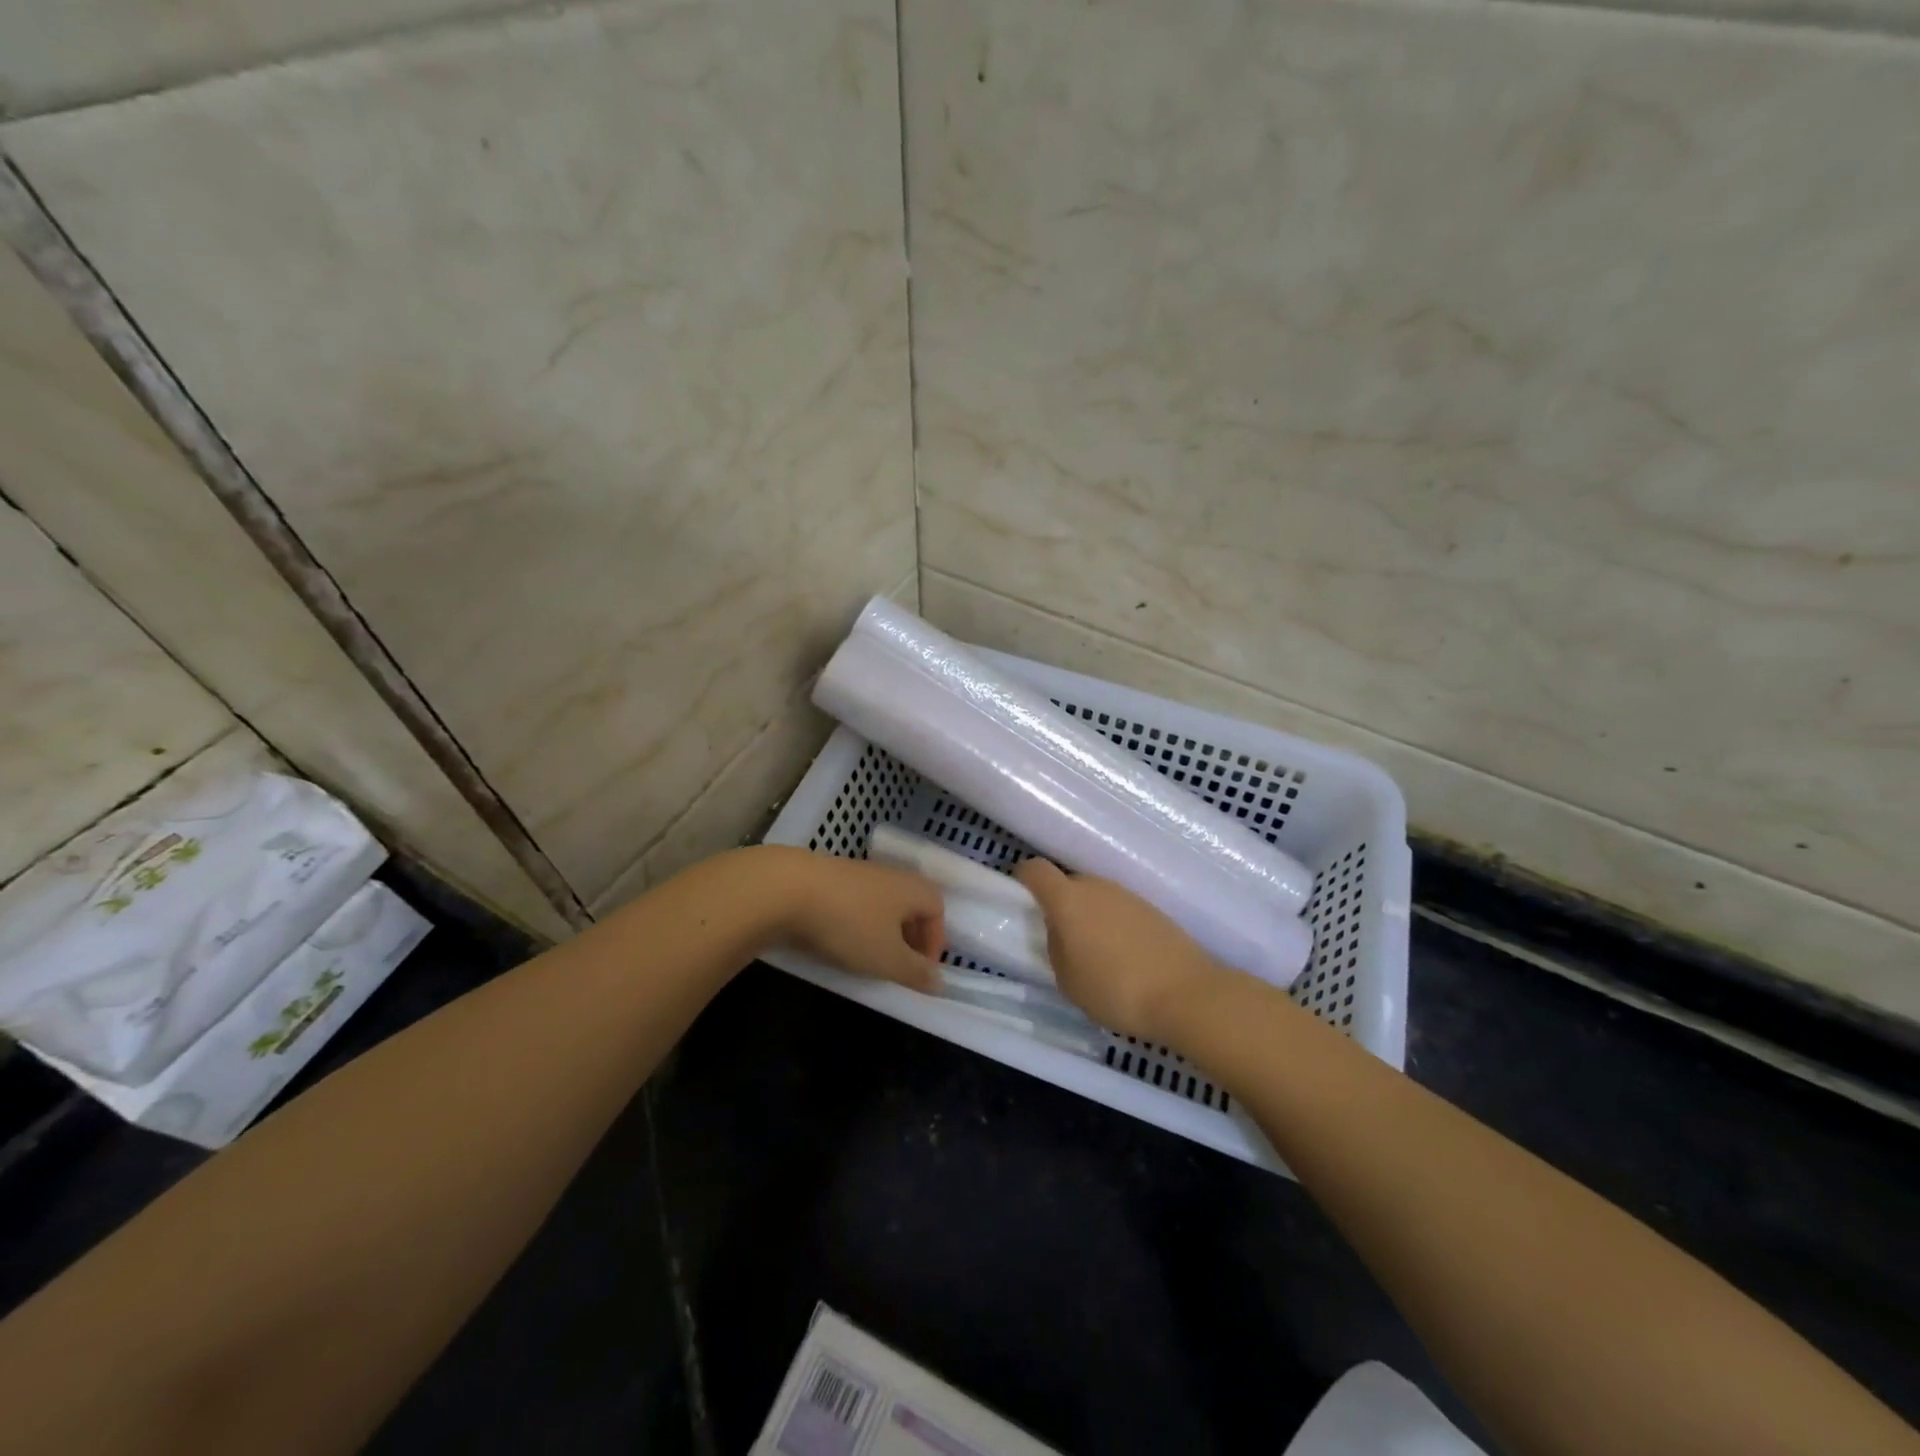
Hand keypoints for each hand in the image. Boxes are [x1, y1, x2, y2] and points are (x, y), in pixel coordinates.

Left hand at [763, 848, 944, 991]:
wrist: (788, 889)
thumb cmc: (850, 924)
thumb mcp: (888, 958)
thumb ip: (916, 973)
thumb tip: (940, 983)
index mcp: (913, 888)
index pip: (938, 910)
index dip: (935, 941)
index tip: (920, 970)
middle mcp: (891, 874)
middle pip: (910, 905)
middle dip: (909, 937)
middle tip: (897, 966)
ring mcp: (859, 872)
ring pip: (881, 903)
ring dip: (881, 930)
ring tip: (866, 956)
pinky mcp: (830, 877)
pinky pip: (855, 902)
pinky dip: (855, 922)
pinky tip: (838, 939)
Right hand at [1014, 858, 1228, 1040]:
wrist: (1186, 993)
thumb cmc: (1115, 989)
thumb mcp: (1068, 981)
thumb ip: (1056, 948)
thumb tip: (1061, 932)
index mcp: (1068, 900)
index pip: (1036, 870)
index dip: (1024, 878)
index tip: (1021, 896)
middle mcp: (1096, 886)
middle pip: (1069, 884)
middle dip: (1061, 906)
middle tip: (1063, 941)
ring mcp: (1128, 895)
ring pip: (1097, 897)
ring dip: (1090, 917)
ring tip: (1097, 955)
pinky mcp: (1153, 909)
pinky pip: (1121, 910)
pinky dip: (1115, 926)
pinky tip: (1126, 958)